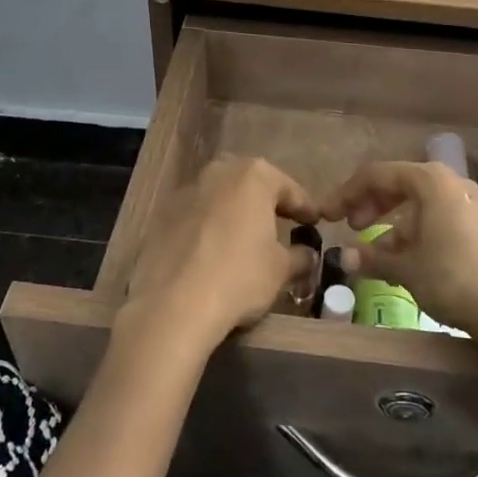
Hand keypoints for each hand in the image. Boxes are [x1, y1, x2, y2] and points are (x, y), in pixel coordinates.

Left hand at [121, 158, 320, 353]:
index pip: (288, 188)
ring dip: (234, 213)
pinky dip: (208, 228)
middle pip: (250, 184)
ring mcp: (186, 191)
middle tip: (281, 224)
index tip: (315, 222)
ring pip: (220, 197)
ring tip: (245, 239)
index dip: (305, 207)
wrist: (173, 304)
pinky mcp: (162, 215)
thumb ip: (299, 256)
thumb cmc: (239, 277)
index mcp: (253, 176)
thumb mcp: (280, 270)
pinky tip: (213, 253)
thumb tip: (307, 254)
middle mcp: (218, 172)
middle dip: (266, 202)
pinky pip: (195, 217)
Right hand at [321, 161, 477, 343]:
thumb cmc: (454, 277)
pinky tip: (409, 263)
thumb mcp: (406, 269)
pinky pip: (439, 221)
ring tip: (377, 254)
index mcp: (429, 180)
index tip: (326, 215)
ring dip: (394, 226)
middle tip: (351, 227)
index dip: (346, 193)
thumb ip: (372, 259)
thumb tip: (344, 258)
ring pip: (421, 206)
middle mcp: (451, 184)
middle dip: (371, 205)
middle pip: (400, 185)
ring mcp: (471, 206)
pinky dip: (418, 236)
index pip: (376, 175)